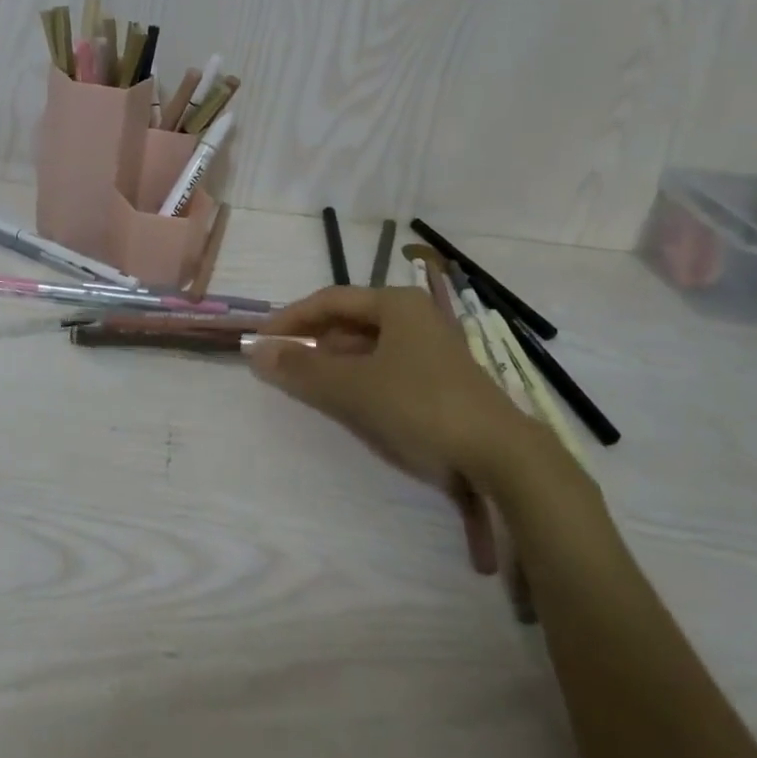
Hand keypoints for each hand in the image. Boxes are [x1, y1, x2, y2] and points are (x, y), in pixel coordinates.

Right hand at [249, 286, 551, 573]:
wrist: (502, 457)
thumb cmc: (421, 406)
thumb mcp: (353, 387)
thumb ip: (302, 369)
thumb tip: (255, 352)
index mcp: (396, 304)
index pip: (329, 300)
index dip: (291, 318)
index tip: (260, 339)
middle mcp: (414, 317)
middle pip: (348, 320)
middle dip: (311, 340)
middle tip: (278, 362)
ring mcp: (429, 349)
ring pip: (366, 345)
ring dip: (332, 361)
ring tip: (303, 381)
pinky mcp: (438, 380)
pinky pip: (383, 367)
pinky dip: (356, 378)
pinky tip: (344, 398)